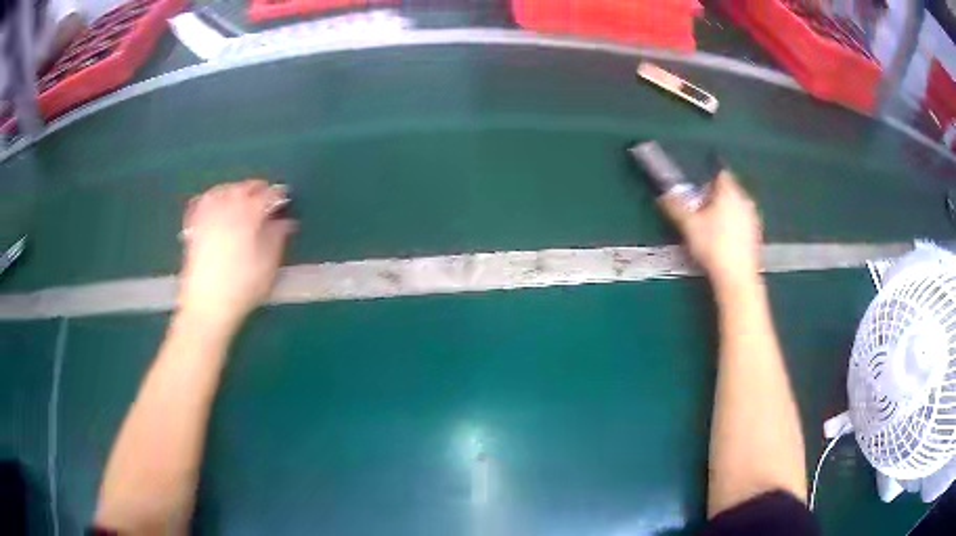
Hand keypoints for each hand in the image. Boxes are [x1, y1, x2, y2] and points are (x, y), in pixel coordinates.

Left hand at [178, 180, 295, 331]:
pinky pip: (203, 202)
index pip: (268, 195)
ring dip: (236, 190)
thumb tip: (284, 222)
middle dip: (257, 189)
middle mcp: (227, 207)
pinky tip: (216, 203)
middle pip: (244, 188)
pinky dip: (212, 197)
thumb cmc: (243, 288)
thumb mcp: (268, 265)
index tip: (285, 200)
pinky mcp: (194, 226)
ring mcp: (208, 215)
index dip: (279, 195)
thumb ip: (277, 238)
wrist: (207, 306)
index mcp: (249, 214)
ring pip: (223, 190)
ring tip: (243, 198)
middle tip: (267, 199)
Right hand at [658, 171, 762, 288]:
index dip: (707, 182)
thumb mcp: (688, 225)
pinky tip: (723, 244)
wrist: (736, 277)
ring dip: (725, 215)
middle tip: (701, 214)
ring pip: (736, 209)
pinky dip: (733, 229)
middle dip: (715, 200)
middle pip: (729, 191)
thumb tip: (664, 197)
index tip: (697, 196)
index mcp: (729, 191)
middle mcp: (745, 200)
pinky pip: (742, 224)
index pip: (720, 174)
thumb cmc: (713, 246)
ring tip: (711, 231)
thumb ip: (676, 207)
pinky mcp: (757, 236)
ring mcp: (753, 218)